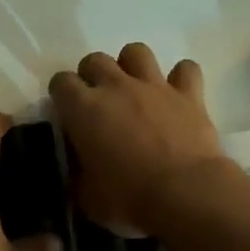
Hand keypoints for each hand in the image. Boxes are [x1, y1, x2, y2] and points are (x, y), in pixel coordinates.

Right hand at [50, 43, 227, 235]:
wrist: (186, 194)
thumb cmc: (129, 198)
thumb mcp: (87, 198)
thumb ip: (78, 176)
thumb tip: (80, 170)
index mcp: (83, 109)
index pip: (61, 82)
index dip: (62, 95)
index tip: (68, 113)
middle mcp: (116, 87)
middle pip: (95, 60)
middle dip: (92, 76)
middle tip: (99, 102)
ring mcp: (154, 86)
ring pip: (136, 51)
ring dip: (132, 66)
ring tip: (135, 89)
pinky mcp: (188, 94)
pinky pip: (186, 70)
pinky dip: (181, 78)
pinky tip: (178, 94)